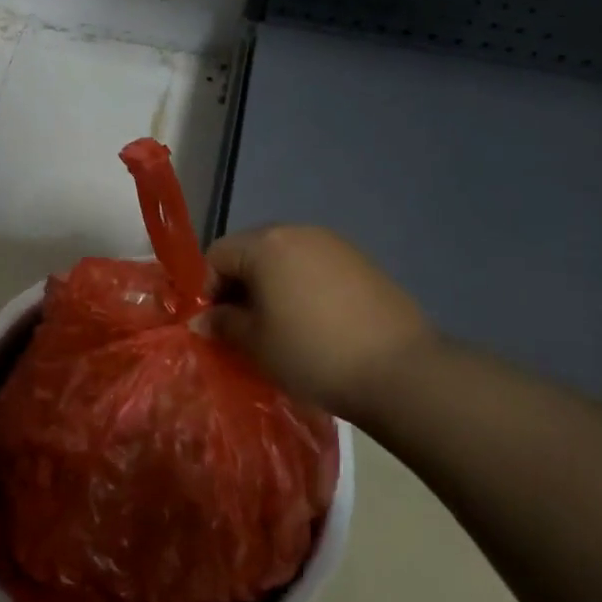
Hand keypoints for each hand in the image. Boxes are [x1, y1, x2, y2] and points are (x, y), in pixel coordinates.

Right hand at [202, 225, 430, 417]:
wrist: (399, 370)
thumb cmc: (312, 353)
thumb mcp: (256, 344)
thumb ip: (223, 324)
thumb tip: (202, 319)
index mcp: (267, 244)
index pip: (217, 255)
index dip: (208, 290)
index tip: (218, 326)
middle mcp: (299, 232)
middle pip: (252, 251)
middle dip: (240, 286)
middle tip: (246, 327)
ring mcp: (335, 244)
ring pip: (286, 259)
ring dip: (273, 287)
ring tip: (282, 327)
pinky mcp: (363, 262)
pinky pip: (317, 268)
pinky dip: (304, 288)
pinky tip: (316, 323)